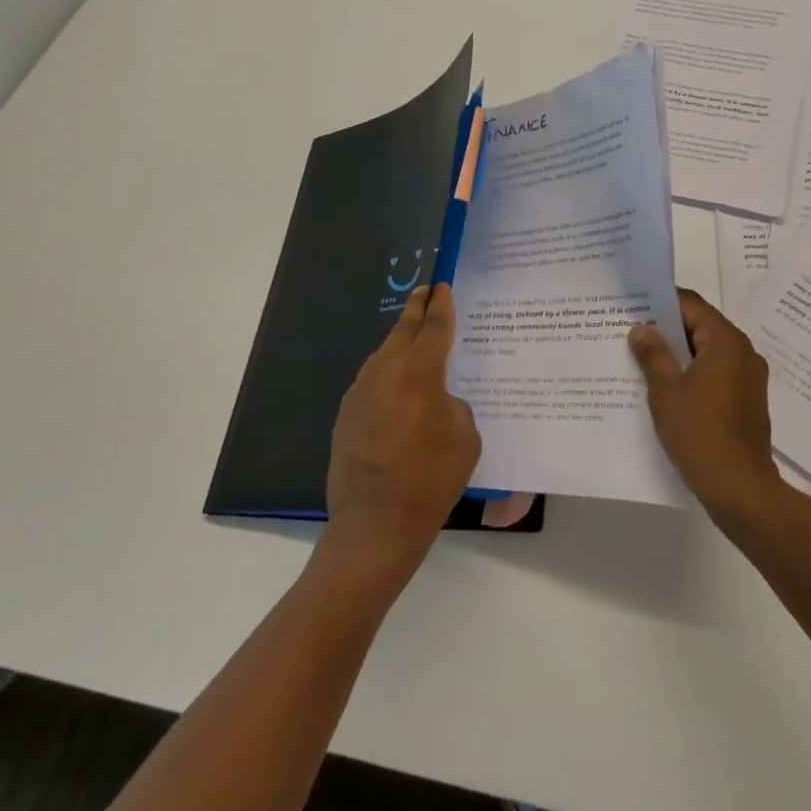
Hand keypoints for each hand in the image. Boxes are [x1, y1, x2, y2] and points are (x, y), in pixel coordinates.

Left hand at [326, 285, 480, 569]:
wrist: (376, 523)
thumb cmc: (431, 477)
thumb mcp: (465, 436)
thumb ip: (453, 405)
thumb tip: (436, 401)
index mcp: (418, 372)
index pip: (434, 327)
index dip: (442, 306)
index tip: (443, 287)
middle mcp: (385, 372)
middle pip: (402, 330)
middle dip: (416, 309)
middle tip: (425, 292)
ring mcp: (359, 392)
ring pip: (384, 355)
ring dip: (399, 343)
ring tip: (413, 336)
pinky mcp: (345, 414)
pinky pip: (372, 382)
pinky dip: (387, 374)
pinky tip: (396, 386)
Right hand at [630, 288, 783, 522]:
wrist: (740, 489)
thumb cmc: (700, 433)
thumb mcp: (666, 391)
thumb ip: (653, 355)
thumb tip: (641, 328)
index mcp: (726, 341)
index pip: (691, 305)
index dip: (660, 302)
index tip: (632, 306)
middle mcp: (743, 352)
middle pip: (701, 326)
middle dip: (666, 329)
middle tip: (630, 332)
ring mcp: (749, 378)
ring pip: (707, 352)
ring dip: (678, 354)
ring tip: (642, 359)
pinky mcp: (746, 400)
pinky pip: (716, 374)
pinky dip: (692, 373)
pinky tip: (666, 387)